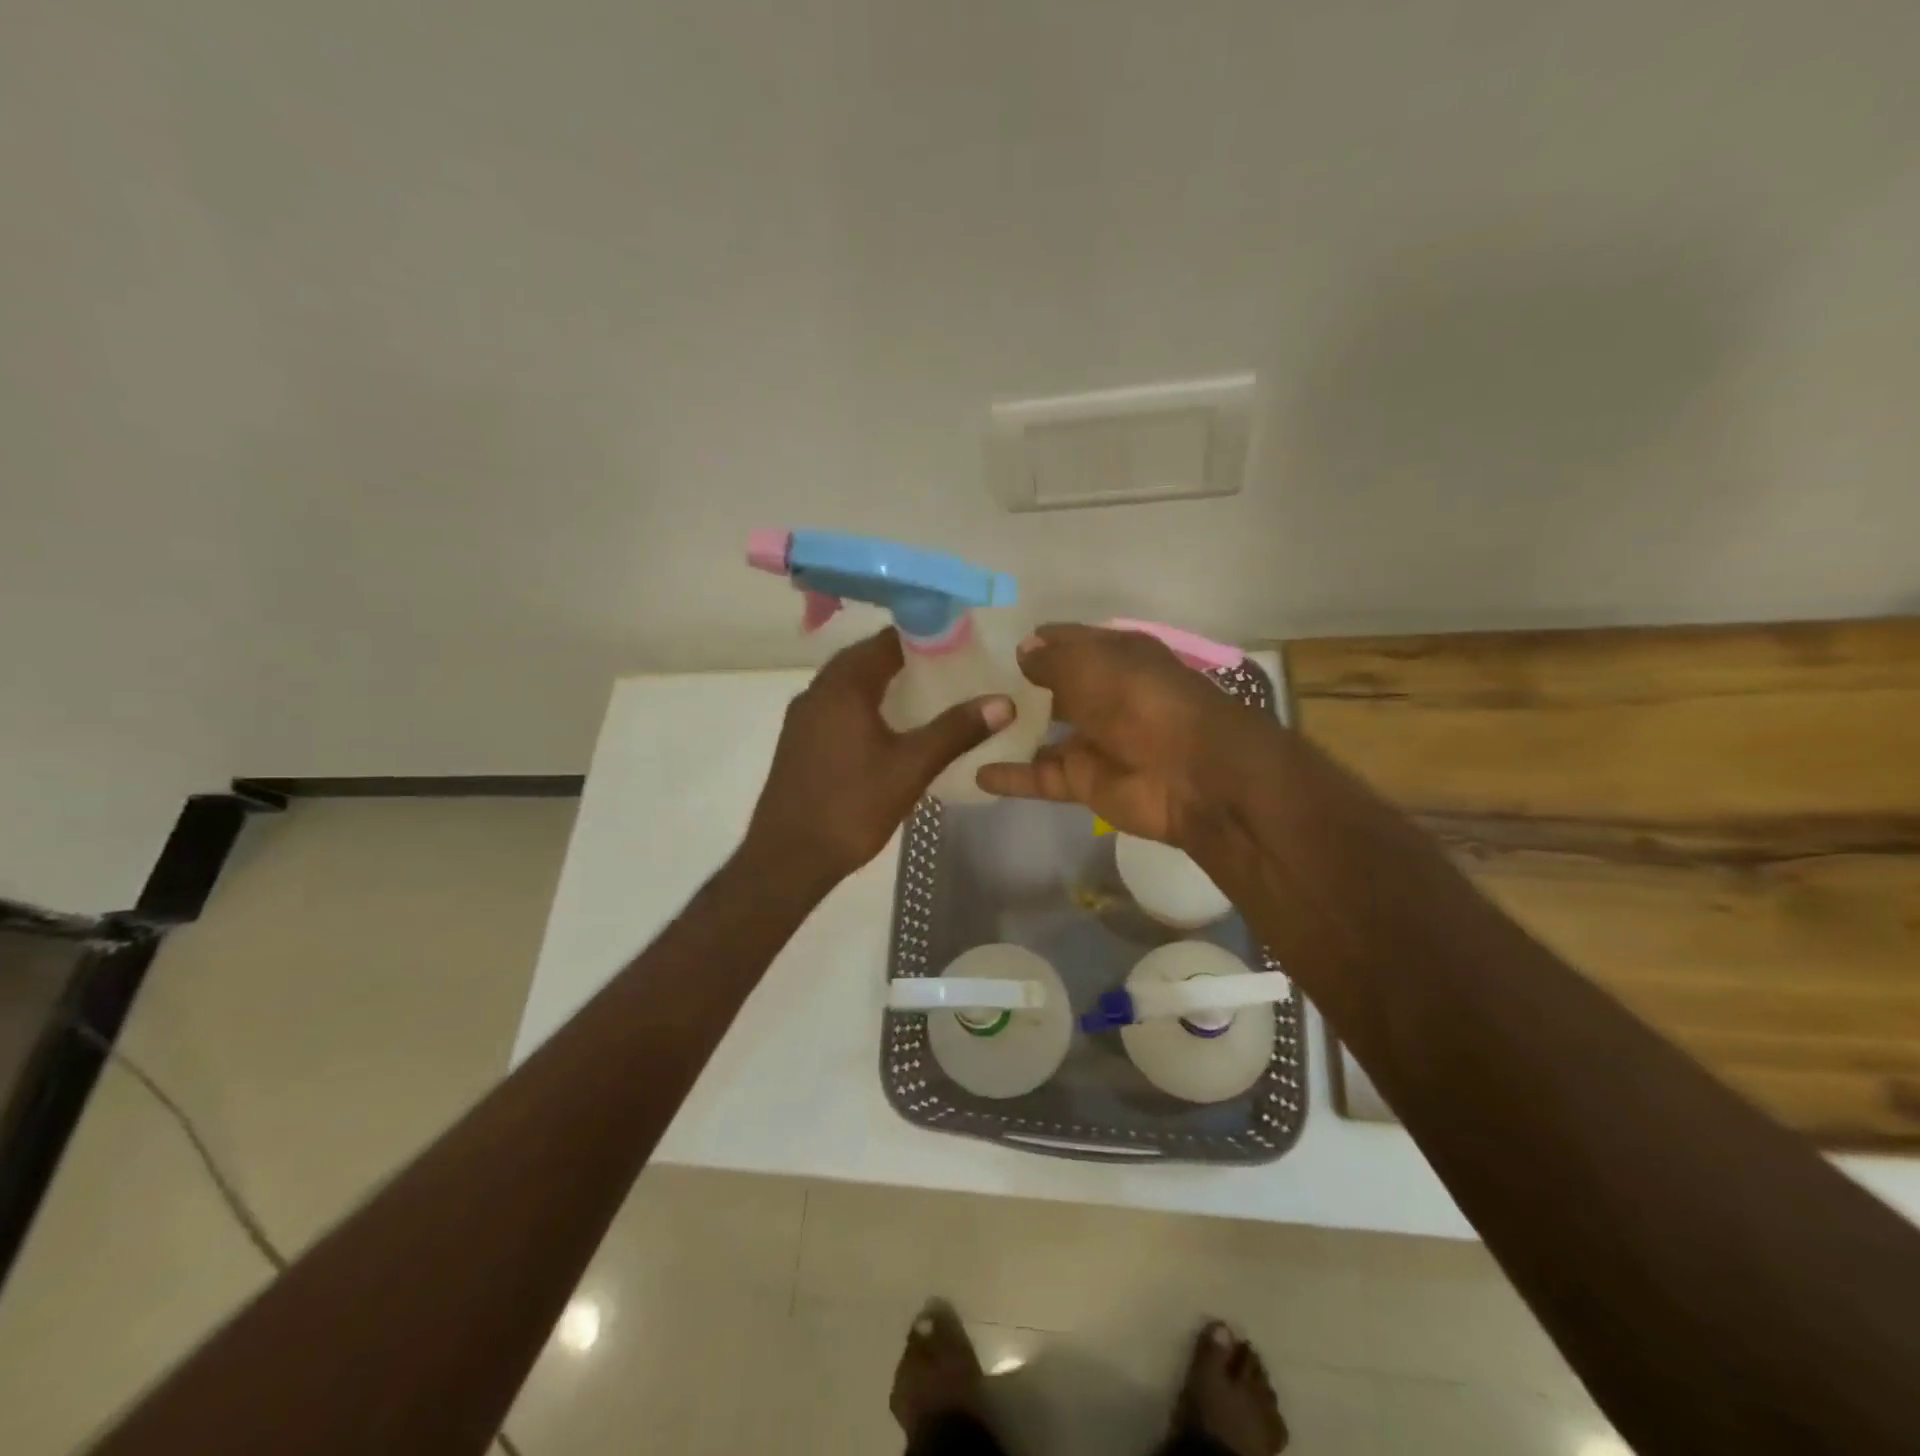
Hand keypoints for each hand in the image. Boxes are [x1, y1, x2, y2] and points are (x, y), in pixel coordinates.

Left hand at [745, 629, 1013, 885]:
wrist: (788, 857)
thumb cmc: (852, 806)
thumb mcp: (911, 767)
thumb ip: (956, 730)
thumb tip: (1003, 702)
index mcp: (843, 686)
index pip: (886, 641)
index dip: (924, 637)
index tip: (959, 644)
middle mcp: (817, 691)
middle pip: (865, 658)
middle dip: (905, 659)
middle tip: (949, 669)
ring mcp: (803, 717)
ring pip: (848, 684)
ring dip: (882, 682)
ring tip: (925, 695)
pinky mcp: (798, 741)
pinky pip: (836, 706)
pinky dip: (864, 704)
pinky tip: (889, 729)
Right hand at [975, 624, 1268, 846]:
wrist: (1192, 775)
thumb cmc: (1141, 701)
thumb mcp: (1091, 665)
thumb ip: (1051, 659)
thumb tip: (1022, 650)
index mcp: (1114, 656)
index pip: (1066, 642)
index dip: (1033, 642)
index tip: (986, 644)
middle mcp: (1103, 695)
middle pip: (1052, 688)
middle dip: (1016, 686)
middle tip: (962, 684)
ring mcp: (1093, 740)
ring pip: (1041, 733)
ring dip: (1008, 731)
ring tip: (960, 725)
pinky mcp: (1084, 782)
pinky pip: (1040, 776)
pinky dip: (1011, 776)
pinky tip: (973, 770)